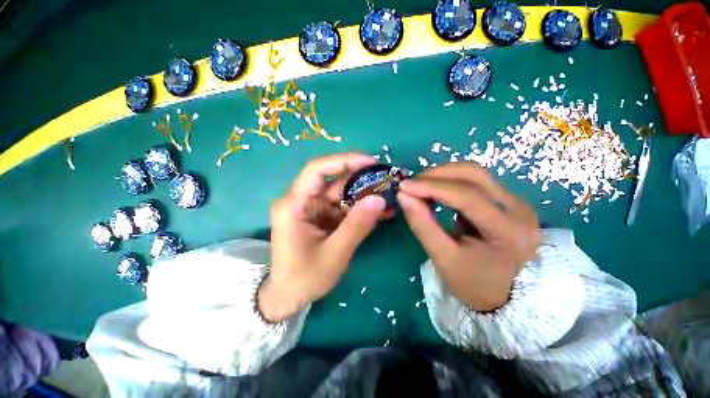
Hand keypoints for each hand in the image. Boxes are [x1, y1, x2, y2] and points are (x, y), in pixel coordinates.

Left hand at [259, 154, 386, 321]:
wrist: (289, 296)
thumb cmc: (305, 278)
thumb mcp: (335, 253)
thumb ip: (357, 225)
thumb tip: (380, 199)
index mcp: (293, 205)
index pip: (317, 170)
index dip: (344, 161)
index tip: (371, 162)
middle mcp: (300, 200)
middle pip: (332, 180)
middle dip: (359, 178)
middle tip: (385, 179)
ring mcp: (311, 208)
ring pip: (339, 193)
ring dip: (362, 194)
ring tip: (386, 197)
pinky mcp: (319, 216)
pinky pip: (341, 205)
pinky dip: (358, 207)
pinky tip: (376, 211)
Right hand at [397, 163, 539, 311]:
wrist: (505, 295)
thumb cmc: (473, 283)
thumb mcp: (443, 258)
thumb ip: (422, 225)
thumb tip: (403, 195)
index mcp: (509, 232)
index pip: (467, 197)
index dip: (432, 188)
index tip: (403, 187)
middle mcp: (519, 209)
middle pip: (474, 175)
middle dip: (436, 175)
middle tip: (410, 185)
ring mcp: (516, 202)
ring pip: (474, 173)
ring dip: (442, 175)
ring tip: (419, 186)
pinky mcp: (507, 200)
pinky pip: (475, 181)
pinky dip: (450, 181)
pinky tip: (435, 189)